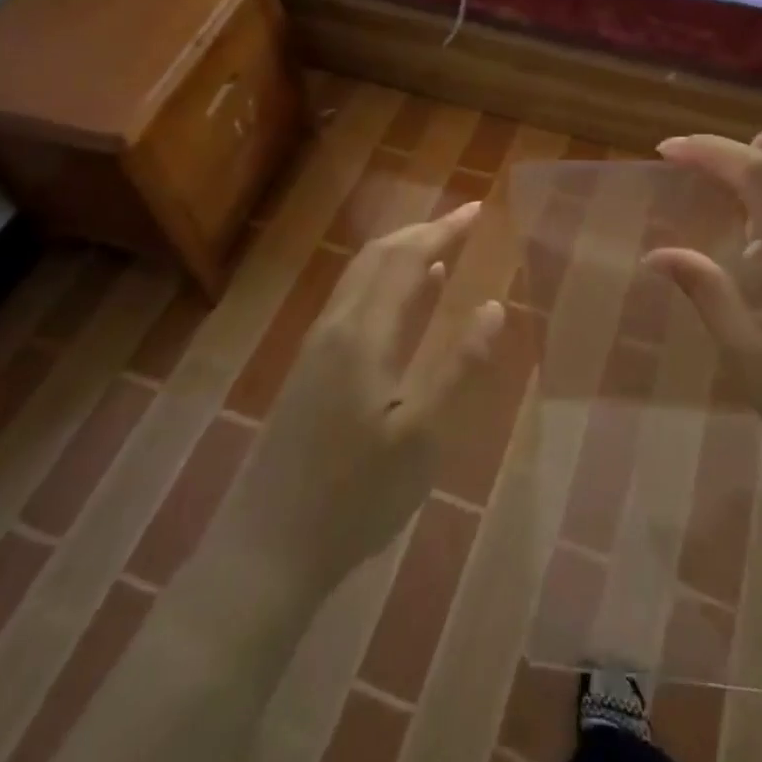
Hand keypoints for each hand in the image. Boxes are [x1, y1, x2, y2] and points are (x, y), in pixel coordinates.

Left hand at [216, 202, 505, 598]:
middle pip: (376, 258)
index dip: (442, 230)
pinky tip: (405, 304)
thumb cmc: (355, 497)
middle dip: (421, 232)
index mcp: (361, 335)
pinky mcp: (308, 371)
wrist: (268, 550)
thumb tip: (493, 306)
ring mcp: (314, 349)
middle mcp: (333, 328)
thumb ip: (458, 366)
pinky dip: (384, 285)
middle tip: (464, 222)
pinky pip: (351, 303)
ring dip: (400, 255)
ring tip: (441, 250)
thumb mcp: (421, 437)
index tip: (477, 210)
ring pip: (359, 278)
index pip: (405, 259)